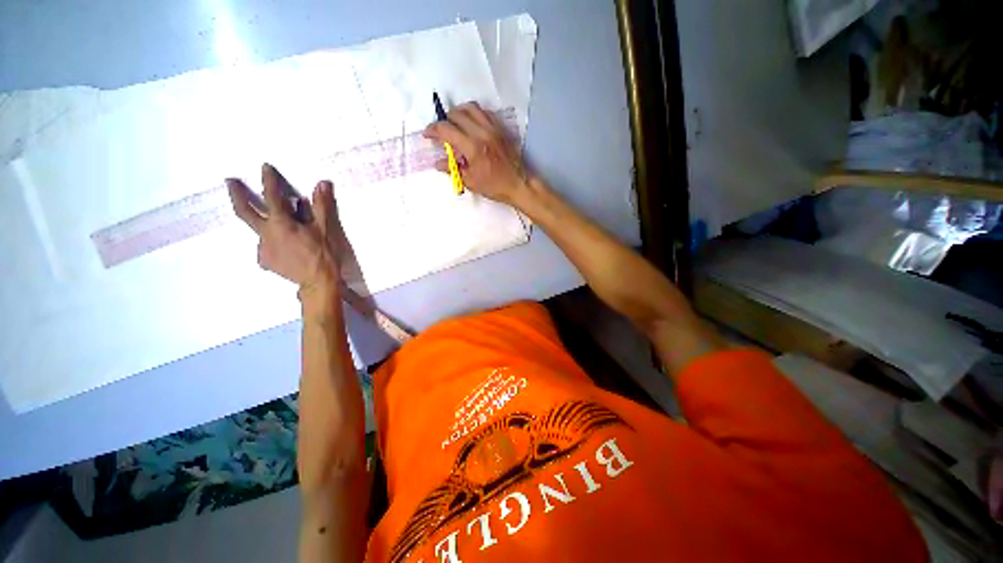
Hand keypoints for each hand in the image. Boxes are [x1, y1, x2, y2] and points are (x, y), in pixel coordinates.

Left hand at [227, 164, 344, 304]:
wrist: (318, 282)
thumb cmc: (324, 254)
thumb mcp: (326, 229)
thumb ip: (321, 206)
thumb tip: (322, 183)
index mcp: (281, 223)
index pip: (272, 196)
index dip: (269, 180)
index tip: (264, 167)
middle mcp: (266, 233)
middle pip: (245, 211)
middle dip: (237, 194)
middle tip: (230, 181)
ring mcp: (263, 248)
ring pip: (259, 231)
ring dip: (265, 224)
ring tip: (279, 228)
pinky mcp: (265, 261)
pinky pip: (264, 247)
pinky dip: (272, 243)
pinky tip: (283, 248)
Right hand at [423, 102, 531, 204]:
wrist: (519, 184)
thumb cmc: (495, 186)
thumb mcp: (471, 182)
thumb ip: (452, 169)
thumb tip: (437, 162)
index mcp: (473, 147)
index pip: (446, 129)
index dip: (433, 130)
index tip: (427, 134)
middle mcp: (482, 132)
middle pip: (457, 114)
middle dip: (444, 121)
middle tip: (442, 133)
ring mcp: (493, 128)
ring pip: (471, 108)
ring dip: (459, 113)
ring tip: (455, 125)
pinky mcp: (501, 128)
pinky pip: (484, 112)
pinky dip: (474, 115)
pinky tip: (472, 125)